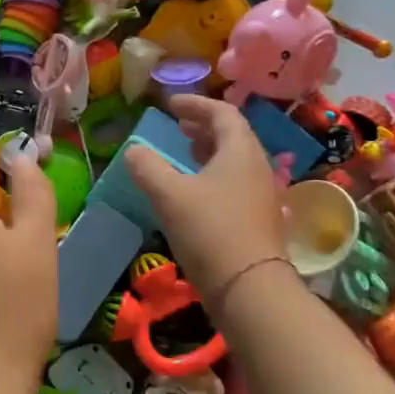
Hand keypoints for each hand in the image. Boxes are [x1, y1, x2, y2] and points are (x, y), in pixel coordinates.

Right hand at [125, 95, 287, 298]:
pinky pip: (235, 183)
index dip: (196, 104)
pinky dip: (213, 175)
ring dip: (208, 152)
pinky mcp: (257, 220)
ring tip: (183, 154)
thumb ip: (148, 167)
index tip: (170, 104)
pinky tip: (194, 192)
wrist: (250, 289)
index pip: (223, 113)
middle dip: (203, 127)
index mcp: (240, 152)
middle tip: (177, 126)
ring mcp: (261, 195)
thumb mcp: (169, 195)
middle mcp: (257, 167)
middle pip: (232, 136)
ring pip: (234, 161)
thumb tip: (134, 150)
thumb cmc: (210, 231)